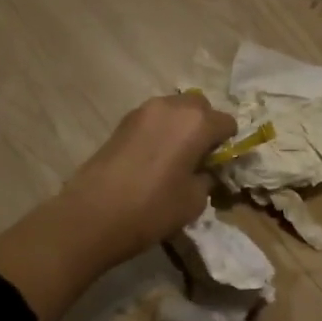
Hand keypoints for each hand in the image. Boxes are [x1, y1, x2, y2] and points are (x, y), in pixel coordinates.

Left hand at [62, 93, 236, 262]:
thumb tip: (205, 170)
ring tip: (175, 157)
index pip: (227, 123)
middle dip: (205, 126)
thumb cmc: (153, 208)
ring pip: (174, 109)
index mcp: (197, 122)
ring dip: (181, 127)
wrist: (93, 214)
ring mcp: (144, 110)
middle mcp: (172, 106)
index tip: (219, 164)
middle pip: (200, 107)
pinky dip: (161, 131)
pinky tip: (154, 158)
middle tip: (199, 156)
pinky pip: (154, 119)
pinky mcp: (123, 121)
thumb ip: (207, 177)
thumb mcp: (194, 200)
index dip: (227, 144)